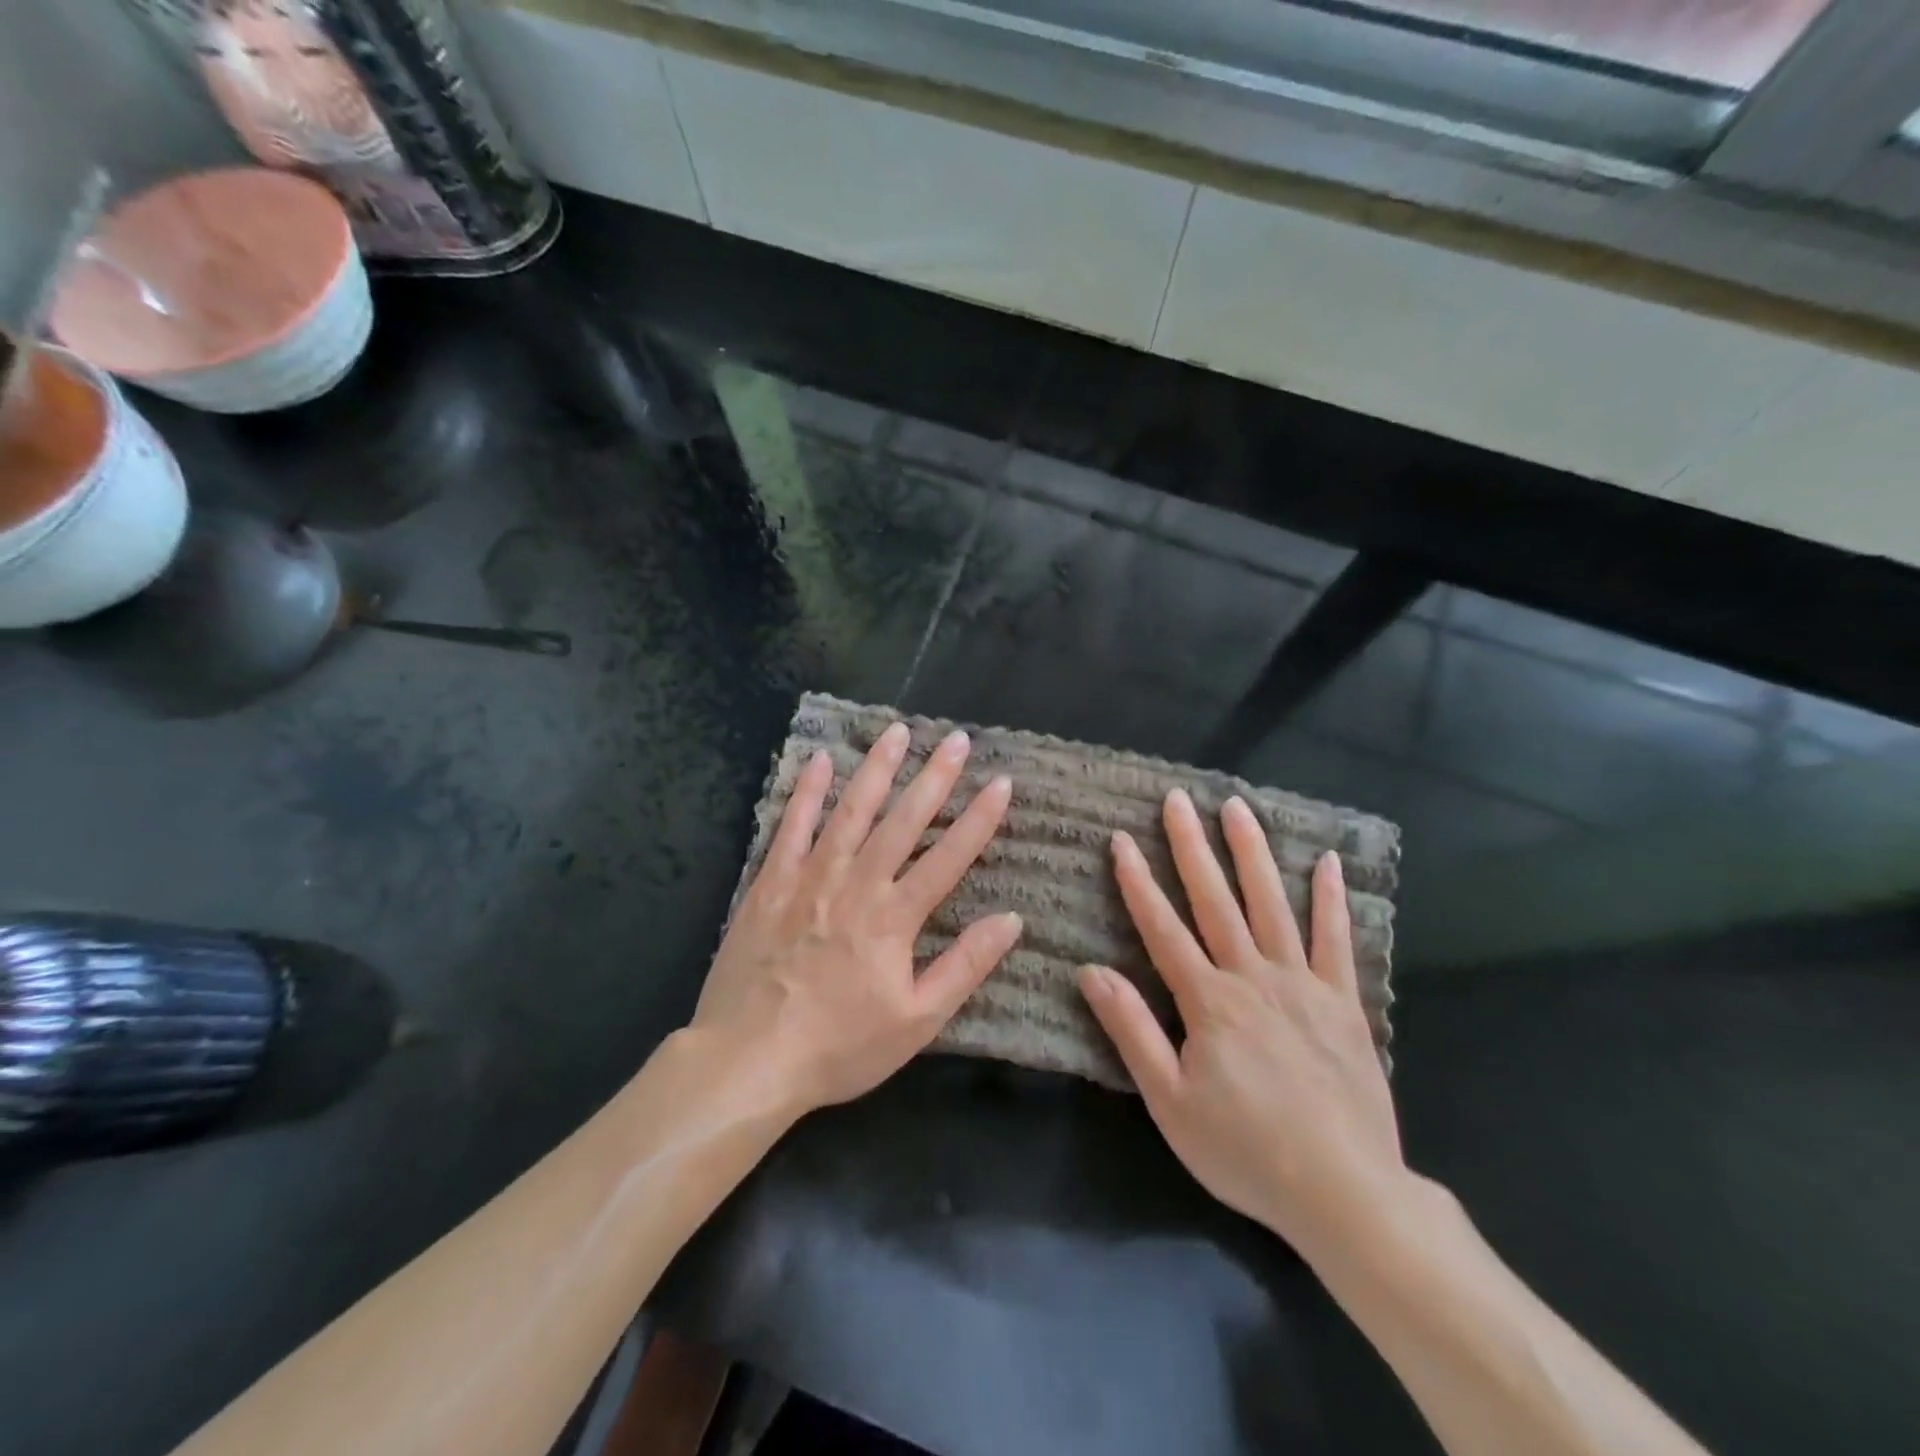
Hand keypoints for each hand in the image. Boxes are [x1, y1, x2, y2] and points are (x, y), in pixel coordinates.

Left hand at [692, 721, 1019, 1118]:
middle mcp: (856, 884)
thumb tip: (1011, 921)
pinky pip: (791, 827)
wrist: (748, 1060)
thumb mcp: (917, 1021)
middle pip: (903, 821)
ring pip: (850, 812)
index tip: (1001, 782)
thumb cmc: (839, 1047)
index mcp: (894, 918)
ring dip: (877, 769)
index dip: (979, 819)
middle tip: (957, 739)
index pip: (949, 857)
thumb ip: (964, 966)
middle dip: (935, 778)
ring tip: (897, 732)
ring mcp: (809, 878)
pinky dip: (806, 792)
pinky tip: (821, 761)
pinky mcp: (770, 882)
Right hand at [1077, 789, 1406, 1255]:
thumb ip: (1131, 1031)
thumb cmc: (1245, 1150)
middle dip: (1191, 846)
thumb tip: (1091, 971)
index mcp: (1207, 1001)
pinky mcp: (1342, 1001)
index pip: (1162, 927)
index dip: (1138, 881)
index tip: (1122, 839)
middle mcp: (1252, 977)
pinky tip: (1326, 861)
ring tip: (1236, 807)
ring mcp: (1302, 984)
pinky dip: (1330, 899)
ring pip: (1271, 904)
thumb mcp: (1169, 1101)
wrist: (1345, 1193)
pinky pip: (1335, 940)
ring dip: (1251, 853)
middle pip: (1215, 900)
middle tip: (1177, 799)